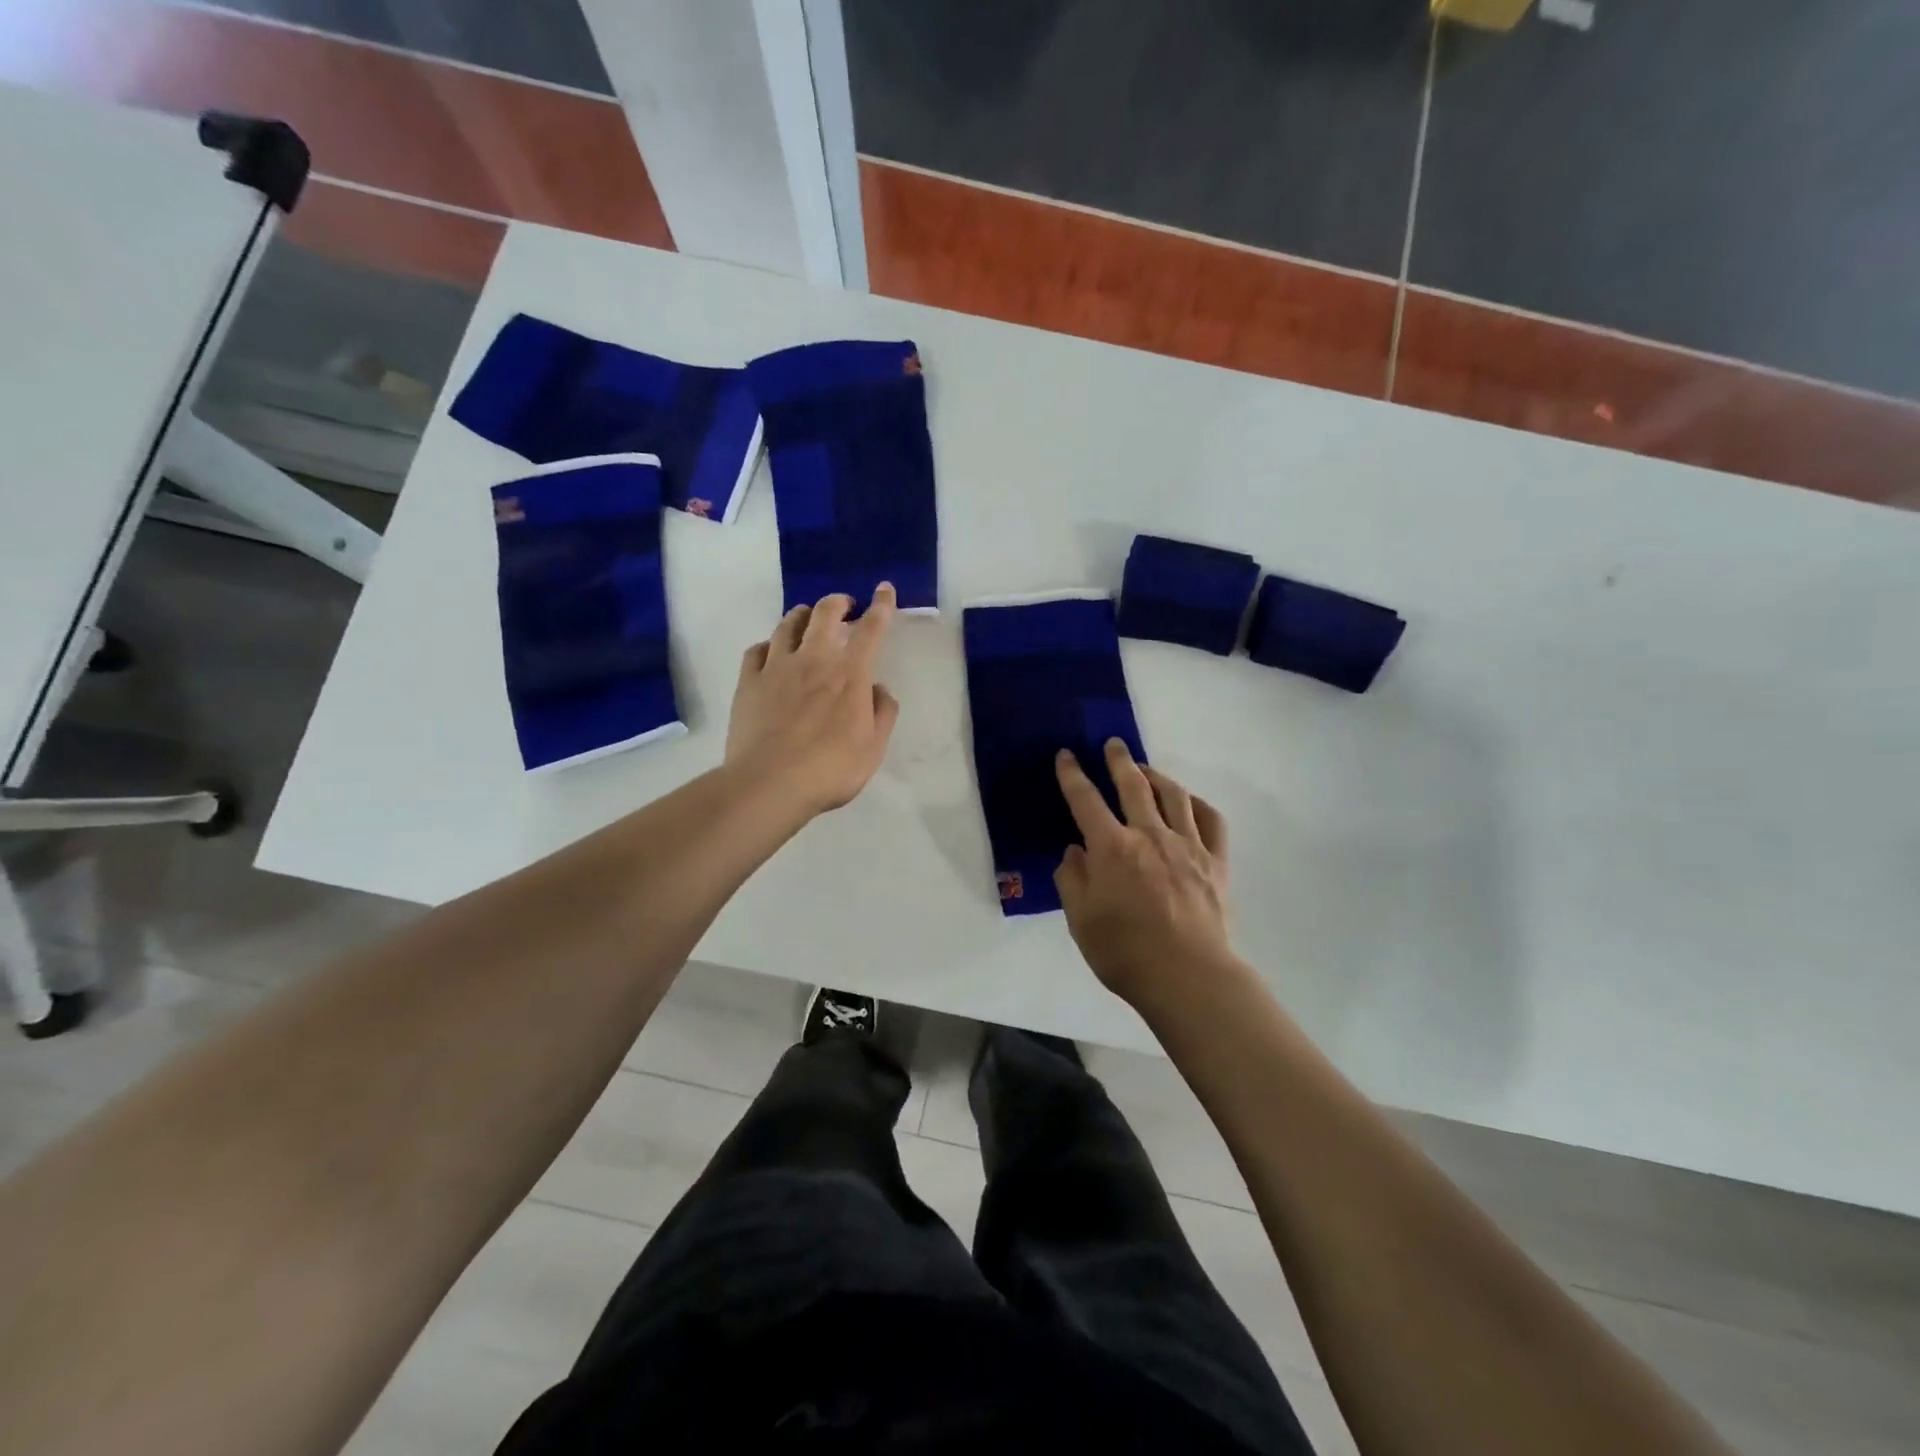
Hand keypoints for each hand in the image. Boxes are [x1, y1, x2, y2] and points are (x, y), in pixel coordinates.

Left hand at [727, 585, 900, 815]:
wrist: (769, 783)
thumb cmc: (830, 770)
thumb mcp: (873, 749)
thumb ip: (883, 713)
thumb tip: (879, 688)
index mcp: (850, 675)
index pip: (871, 629)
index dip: (881, 605)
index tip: (884, 589)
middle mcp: (814, 660)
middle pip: (824, 614)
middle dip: (838, 602)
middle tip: (844, 606)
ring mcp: (777, 668)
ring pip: (787, 624)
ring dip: (802, 615)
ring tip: (807, 619)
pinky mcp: (748, 682)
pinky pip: (757, 649)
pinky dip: (769, 644)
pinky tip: (771, 651)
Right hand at [1054, 741, 1241, 1010]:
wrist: (1188, 977)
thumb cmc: (1124, 952)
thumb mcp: (1080, 920)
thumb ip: (1072, 879)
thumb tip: (1075, 851)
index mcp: (1112, 848)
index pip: (1085, 800)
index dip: (1072, 775)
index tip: (1066, 755)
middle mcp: (1149, 835)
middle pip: (1133, 785)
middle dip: (1119, 760)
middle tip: (1113, 744)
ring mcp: (1188, 845)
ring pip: (1174, 795)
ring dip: (1157, 775)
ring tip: (1146, 769)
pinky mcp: (1215, 861)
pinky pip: (1211, 820)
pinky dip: (1198, 804)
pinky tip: (1189, 802)